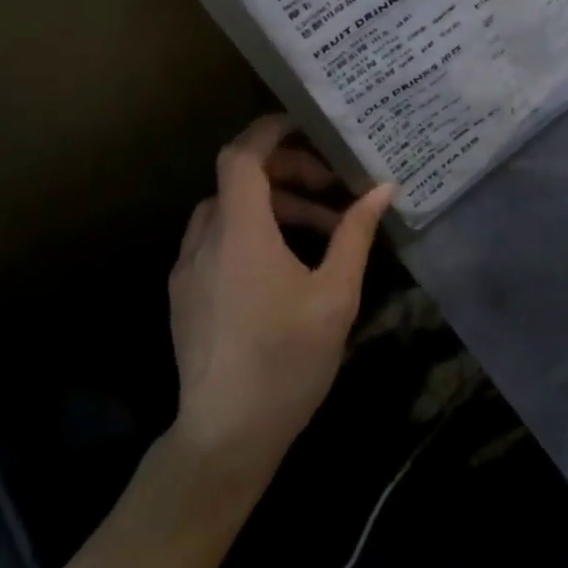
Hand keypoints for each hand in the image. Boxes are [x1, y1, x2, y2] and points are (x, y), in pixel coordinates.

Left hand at [167, 115, 394, 484]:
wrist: (223, 441)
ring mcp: (189, 269)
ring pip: (229, 210)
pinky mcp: (184, 295)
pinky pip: (217, 239)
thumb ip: (355, 234)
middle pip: (241, 179)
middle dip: (289, 172)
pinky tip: (284, 263)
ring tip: (322, 228)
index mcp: (240, 231)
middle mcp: (206, 240)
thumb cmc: (285, 361)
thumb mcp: (335, 295)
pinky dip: (251, 230)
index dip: (270, 131)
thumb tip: (382, 188)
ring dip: (274, 204)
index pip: (242, 155)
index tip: (306, 125)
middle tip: (332, 187)